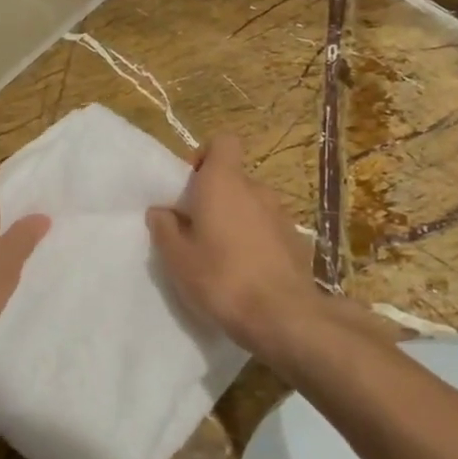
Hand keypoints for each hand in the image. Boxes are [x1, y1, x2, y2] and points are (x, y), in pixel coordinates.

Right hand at [146, 132, 313, 356]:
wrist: (284, 316)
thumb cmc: (222, 278)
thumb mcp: (177, 258)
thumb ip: (164, 228)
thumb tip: (161, 211)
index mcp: (224, 182)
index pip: (223, 142)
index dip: (205, 157)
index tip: (191, 186)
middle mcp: (256, 189)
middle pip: (233, 178)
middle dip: (215, 197)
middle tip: (197, 230)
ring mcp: (281, 214)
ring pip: (251, 205)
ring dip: (237, 220)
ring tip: (222, 256)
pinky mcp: (296, 240)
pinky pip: (268, 229)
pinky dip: (257, 241)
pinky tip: (248, 272)